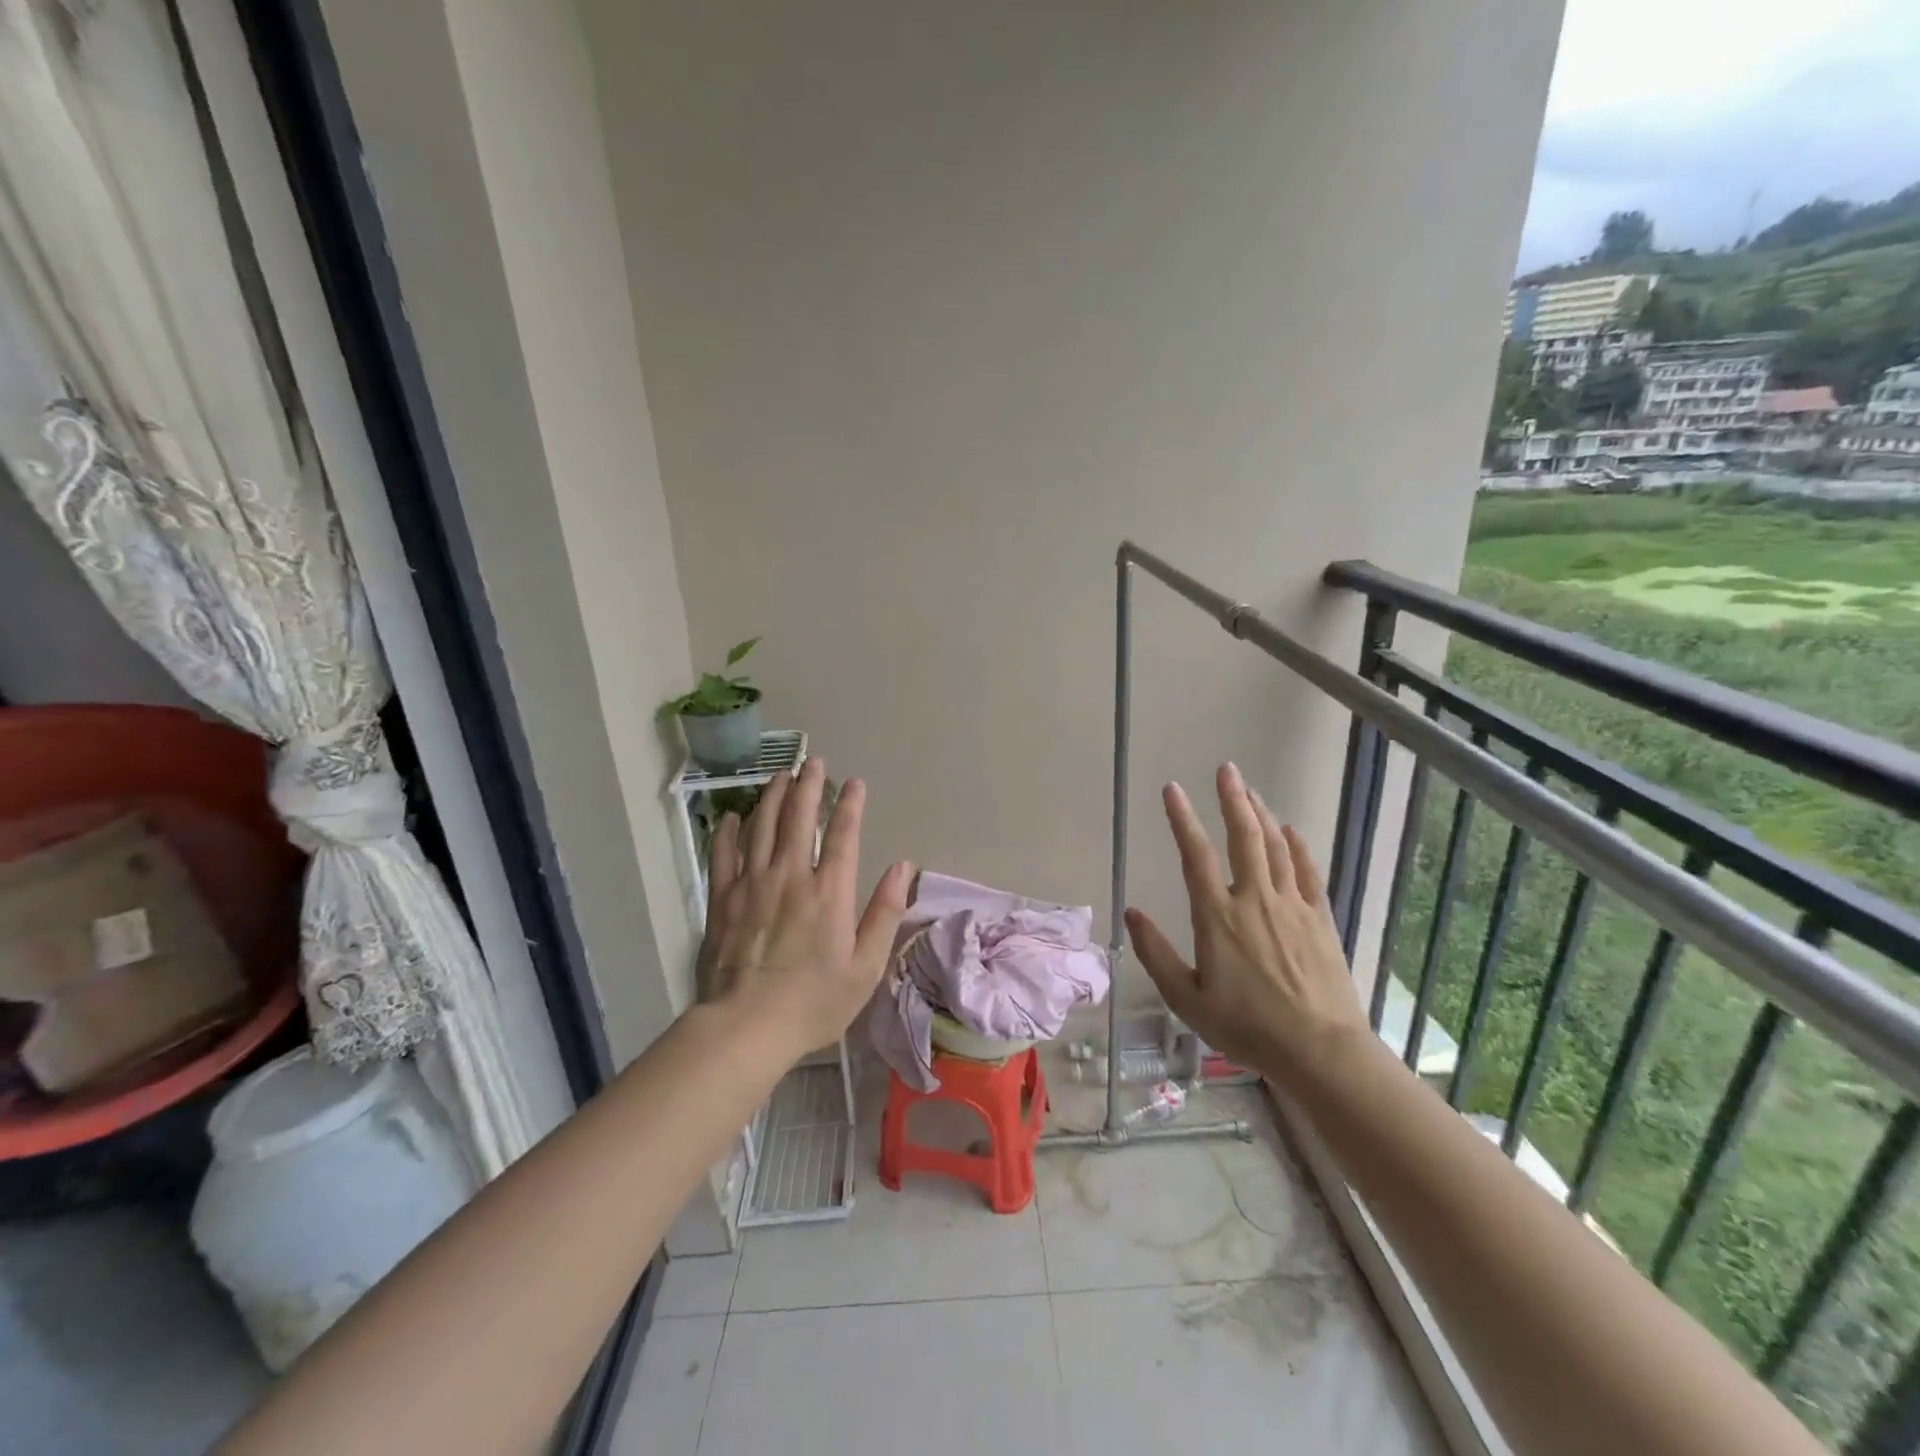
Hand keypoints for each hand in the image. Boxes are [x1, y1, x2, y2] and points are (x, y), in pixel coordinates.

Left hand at [701, 758, 913, 1056]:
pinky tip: (733, 815)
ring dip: (773, 797)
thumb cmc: (814, 1001)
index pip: (843, 834)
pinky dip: (729, 830)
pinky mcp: (722, 899)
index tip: (854, 782)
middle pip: (799, 817)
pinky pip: (724, 853)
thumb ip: (885, 912)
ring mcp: (752, 883)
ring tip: (780, 775)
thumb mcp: (866, 965)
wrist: (746, 1026)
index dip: (851, 804)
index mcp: (830, 891)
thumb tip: (904, 867)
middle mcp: (791, 875)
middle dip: (808, 785)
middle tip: (812, 762)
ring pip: (762, 826)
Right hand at [1124, 763, 1366, 1090]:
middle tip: (1227, 769)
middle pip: (1245, 836)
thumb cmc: (1246, 1027)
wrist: (1319, 1050)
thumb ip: (1155, 953)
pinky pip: (1307, 872)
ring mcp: (1291, 906)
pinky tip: (1291, 831)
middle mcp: (1254, 899)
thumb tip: (1131, 912)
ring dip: (1261, 814)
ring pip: (1276, 847)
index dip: (1182, 818)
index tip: (1172, 789)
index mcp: (1218, 916)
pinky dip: (1298, 847)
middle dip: (1233, 799)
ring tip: (1250, 791)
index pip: (1196, 855)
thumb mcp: (1187, 999)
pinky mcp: (1319, 919)